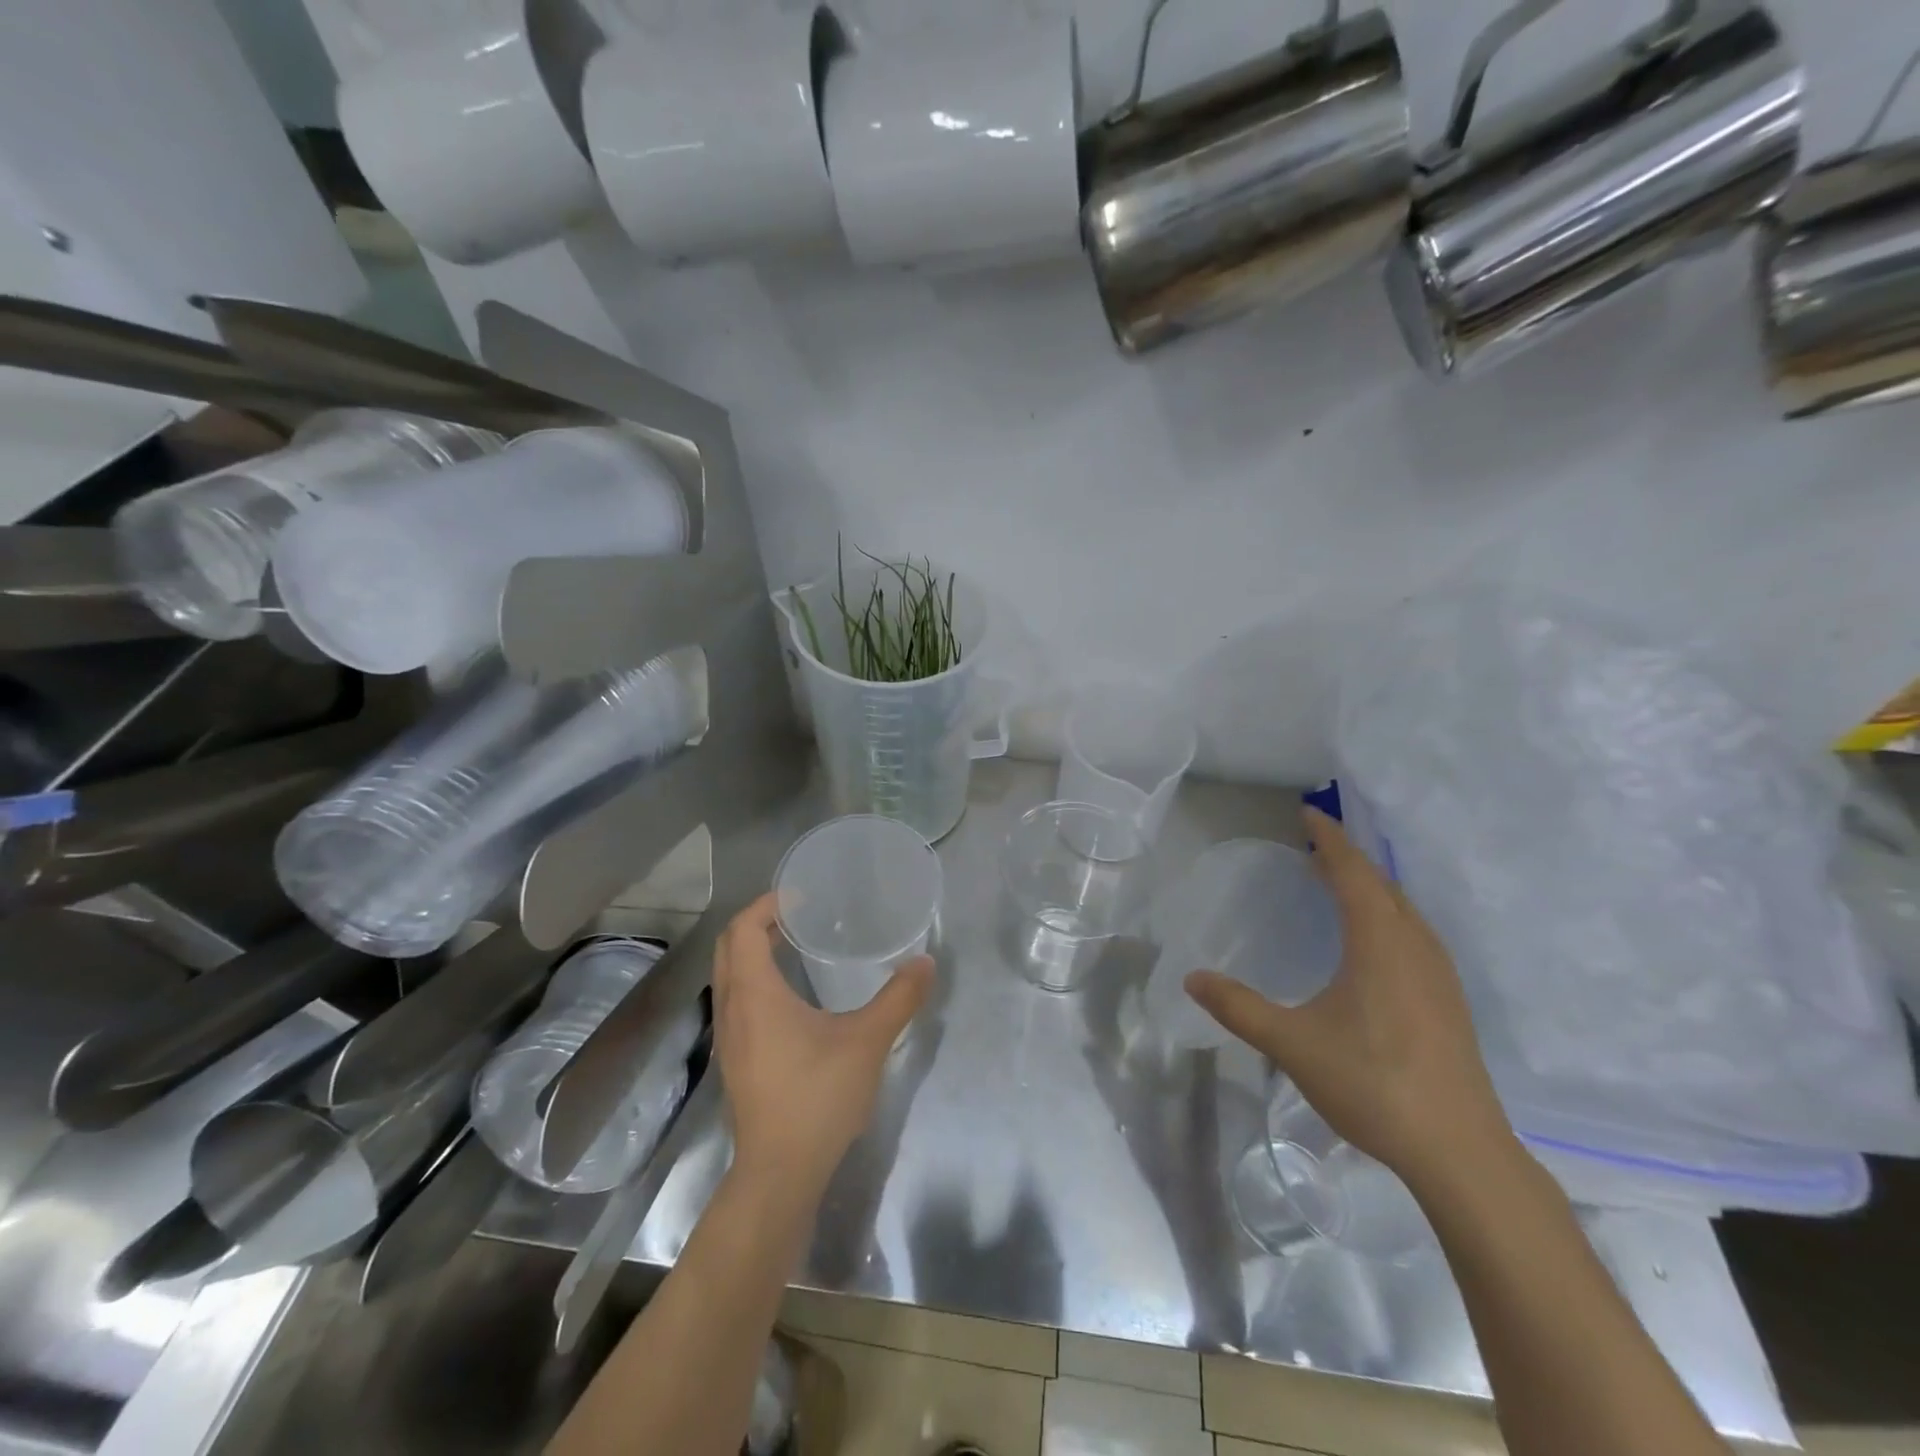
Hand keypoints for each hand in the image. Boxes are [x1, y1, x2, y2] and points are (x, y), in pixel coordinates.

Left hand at [713, 894, 932, 1202]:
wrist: (780, 1172)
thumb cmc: (818, 1097)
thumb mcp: (867, 1041)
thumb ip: (899, 998)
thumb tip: (924, 961)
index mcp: (755, 994)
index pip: (742, 929)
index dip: (767, 905)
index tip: (801, 898)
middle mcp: (733, 1008)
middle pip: (729, 947)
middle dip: (758, 922)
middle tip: (800, 914)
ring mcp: (729, 1037)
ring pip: (729, 975)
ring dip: (753, 951)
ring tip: (796, 945)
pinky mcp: (736, 1059)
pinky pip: (736, 999)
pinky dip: (755, 978)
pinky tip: (792, 995)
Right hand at [1186, 807, 1514, 1191]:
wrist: (1460, 1152)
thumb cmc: (1373, 1084)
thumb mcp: (1292, 1044)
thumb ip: (1238, 1008)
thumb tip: (1191, 979)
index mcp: (1380, 942)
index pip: (1353, 871)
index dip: (1329, 839)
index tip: (1308, 813)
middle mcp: (1415, 946)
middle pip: (1382, 883)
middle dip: (1348, 858)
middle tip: (1312, 845)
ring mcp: (1439, 974)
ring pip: (1403, 909)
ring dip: (1369, 886)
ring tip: (1336, 884)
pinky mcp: (1448, 1000)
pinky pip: (1413, 933)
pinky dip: (1386, 915)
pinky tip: (1371, 942)